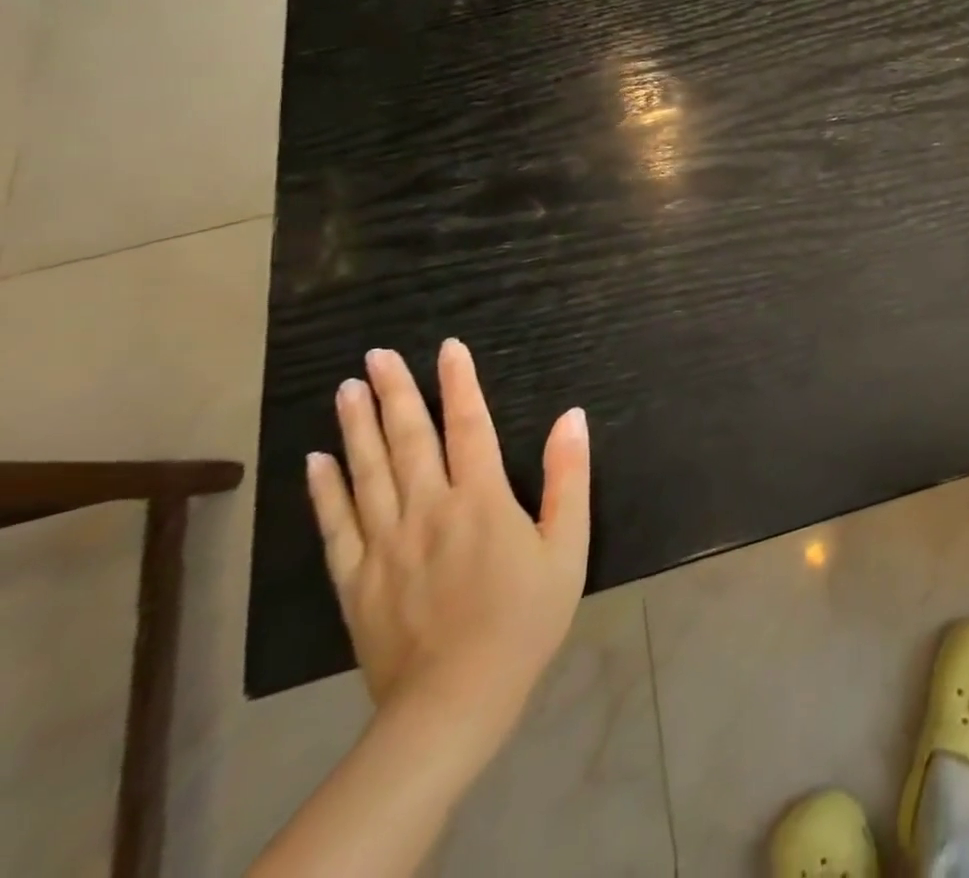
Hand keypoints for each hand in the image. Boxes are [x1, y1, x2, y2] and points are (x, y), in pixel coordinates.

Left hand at [306, 340, 589, 743]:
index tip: (448, 348)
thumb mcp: (567, 546)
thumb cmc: (525, 617)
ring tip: (348, 389)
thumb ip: (568, 478)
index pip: (469, 426)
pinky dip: (325, 489)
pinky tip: (317, 460)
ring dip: (356, 427)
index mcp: (481, 499)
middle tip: (377, 355)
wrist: (455, 699)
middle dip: (395, 393)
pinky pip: (336, 524)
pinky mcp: (356, 579)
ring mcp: (385, 544)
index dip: (460, 383)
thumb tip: (572, 417)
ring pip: (366, 473)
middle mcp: (427, 510)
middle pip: (408, 440)